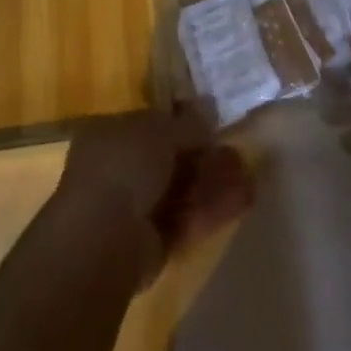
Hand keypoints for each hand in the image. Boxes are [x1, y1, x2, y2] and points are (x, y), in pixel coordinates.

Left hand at [52, 111, 253, 282]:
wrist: (103, 241)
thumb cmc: (124, 166)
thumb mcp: (159, 131)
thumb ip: (187, 122)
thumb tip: (210, 107)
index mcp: (109, 133)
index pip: (149, 122)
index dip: (181, 120)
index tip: (211, 121)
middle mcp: (118, 168)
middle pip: (168, 158)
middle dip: (202, 154)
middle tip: (235, 148)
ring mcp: (134, 208)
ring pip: (180, 189)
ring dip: (212, 180)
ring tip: (247, 171)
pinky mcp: (152, 243)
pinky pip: (186, 218)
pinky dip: (212, 208)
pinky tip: (243, 198)